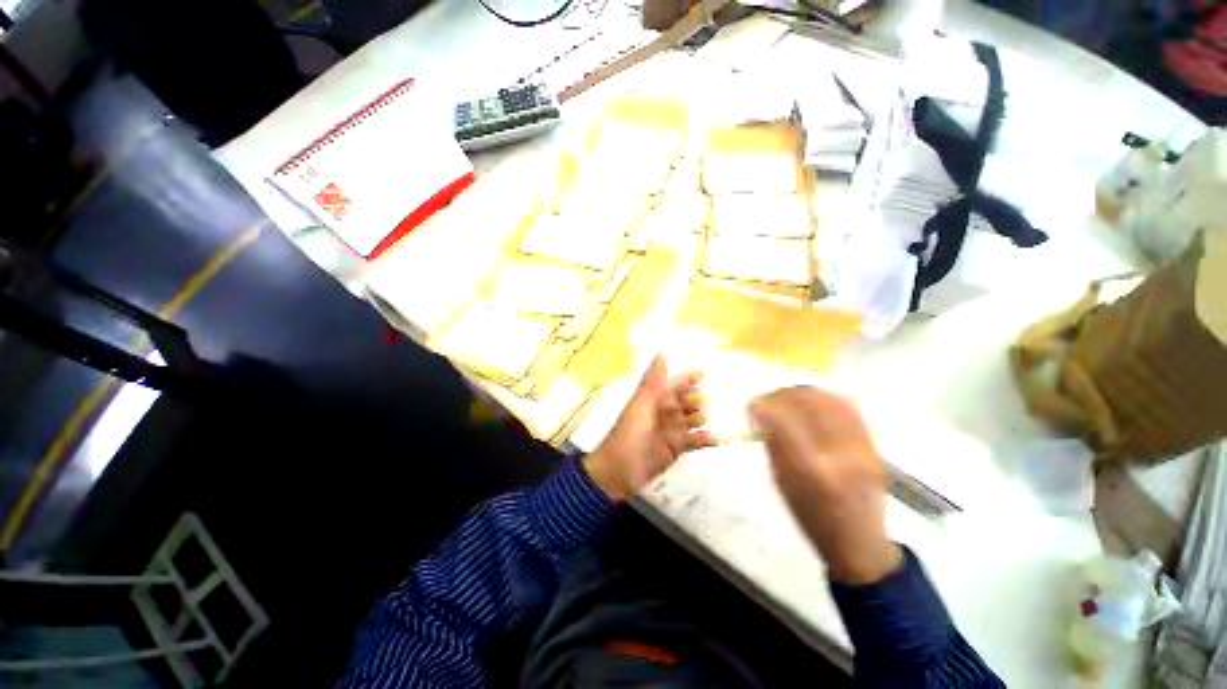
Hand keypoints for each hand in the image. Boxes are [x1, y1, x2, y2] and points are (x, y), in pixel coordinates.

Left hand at [584, 355, 716, 501]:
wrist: (619, 471)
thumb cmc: (629, 435)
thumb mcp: (641, 405)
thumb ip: (653, 380)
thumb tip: (661, 351)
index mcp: (656, 398)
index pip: (676, 383)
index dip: (689, 377)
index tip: (704, 372)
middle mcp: (666, 411)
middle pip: (689, 400)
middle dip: (695, 401)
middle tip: (691, 408)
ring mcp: (672, 430)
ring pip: (695, 418)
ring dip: (700, 418)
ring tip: (696, 423)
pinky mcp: (677, 448)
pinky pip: (696, 440)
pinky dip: (705, 438)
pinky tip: (712, 439)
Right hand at [748, 387, 901, 584]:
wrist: (859, 543)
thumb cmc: (812, 519)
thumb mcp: (783, 486)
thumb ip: (773, 446)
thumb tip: (762, 415)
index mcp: (811, 473)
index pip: (783, 423)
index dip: (764, 407)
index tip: (751, 403)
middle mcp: (840, 456)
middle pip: (809, 406)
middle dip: (782, 395)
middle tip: (767, 398)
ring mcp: (863, 450)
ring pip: (830, 402)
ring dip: (803, 393)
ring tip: (788, 396)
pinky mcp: (874, 447)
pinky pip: (851, 409)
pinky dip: (827, 398)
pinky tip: (813, 399)